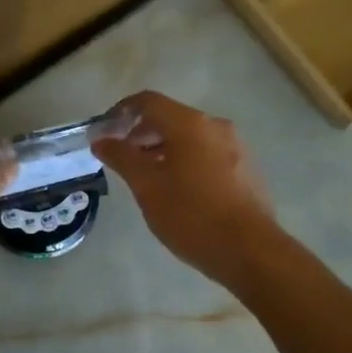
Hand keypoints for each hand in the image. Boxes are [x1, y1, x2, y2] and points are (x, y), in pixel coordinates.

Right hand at [92, 91, 282, 287]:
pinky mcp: (246, 169)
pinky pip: (207, 154)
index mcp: (189, 124)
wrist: (249, 250)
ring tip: (147, 178)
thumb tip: (101, 139)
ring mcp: (236, 147)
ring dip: (163, 149)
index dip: (121, 112)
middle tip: (122, 159)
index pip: (148, 102)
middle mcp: (215, 126)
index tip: (104, 133)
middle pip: (170, 118)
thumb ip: (121, 157)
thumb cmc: (190, 214)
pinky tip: (178, 190)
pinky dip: (186, 162)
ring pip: (190, 138)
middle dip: (141, 134)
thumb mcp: (146, 186)